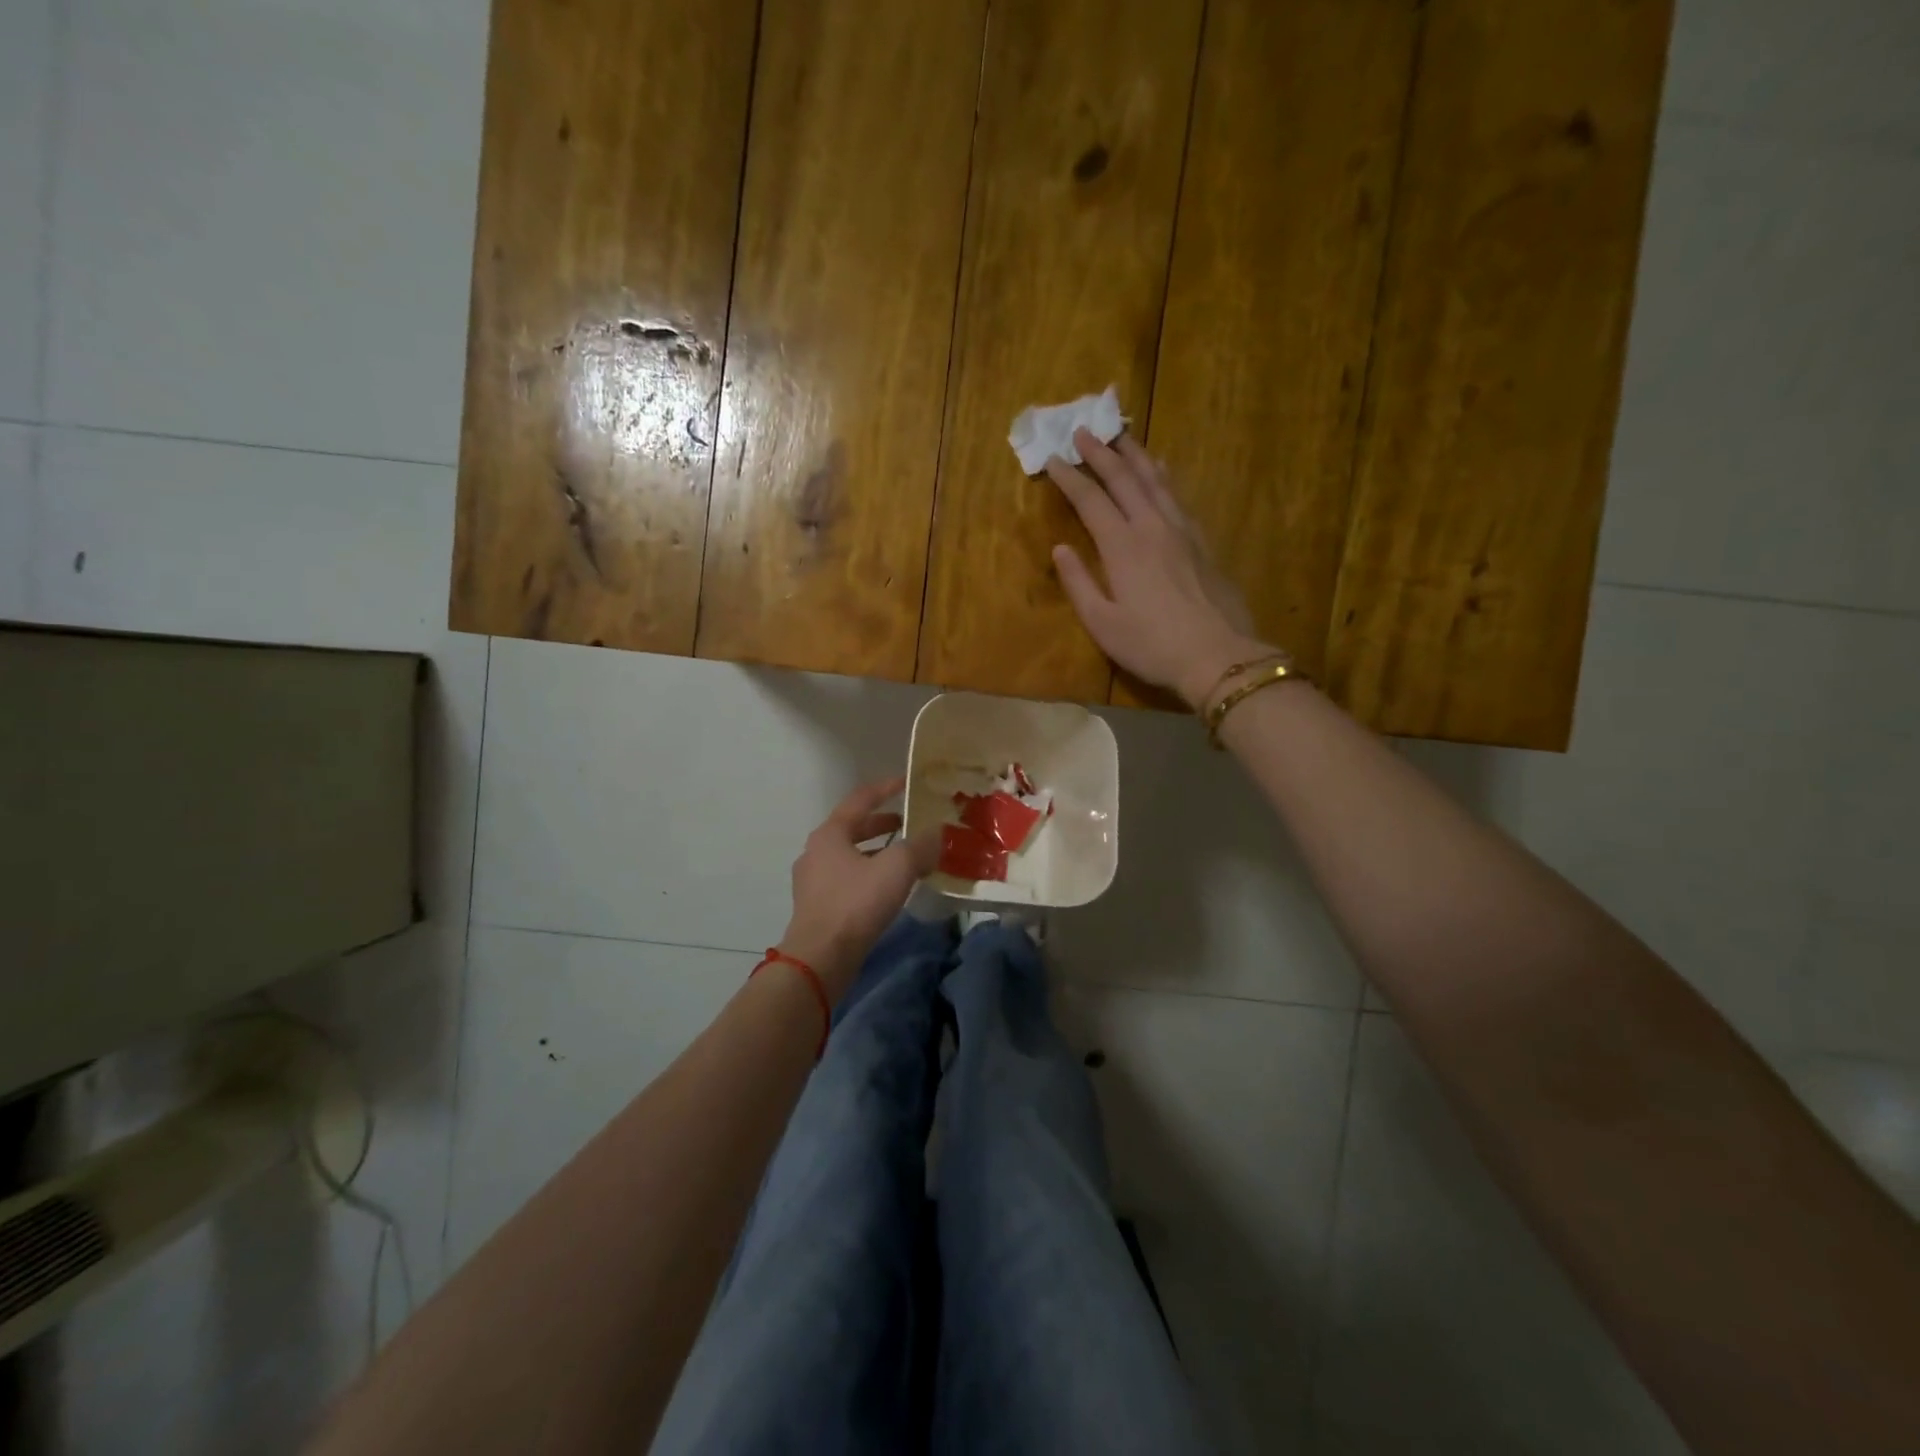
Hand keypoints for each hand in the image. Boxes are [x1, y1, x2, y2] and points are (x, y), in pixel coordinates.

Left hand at [779, 777, 938, 999]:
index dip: (886, 788)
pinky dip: (869, 875)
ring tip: (904, 857)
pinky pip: (847, 879)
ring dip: (876, 852)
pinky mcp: (817, 906)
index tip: (908, 782)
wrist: (820, 958)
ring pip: (850, 855)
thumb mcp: (897, 868)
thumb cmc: (856, 903)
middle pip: (853, 828)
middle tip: (909, 823)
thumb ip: (920, 846)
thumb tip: (937, 834)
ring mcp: (813, 880)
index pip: (861, 799)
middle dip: (882, 824)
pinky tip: (888, 889)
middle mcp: (816, 851)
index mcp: (830, 833)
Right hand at [1047, 429, 1280, 708]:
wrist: (1218, 655)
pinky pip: (1177, 494)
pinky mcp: (1201, 541)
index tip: (1053, 458)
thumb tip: (1060, 548)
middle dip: (1100, 453)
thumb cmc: (1151, 644)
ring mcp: (1181, 530)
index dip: (1069, 478)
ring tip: (1120, 435)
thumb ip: (1078, 583)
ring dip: (1134, 454)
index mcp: (1122, 546)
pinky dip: (1162, 475)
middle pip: (1124, 478)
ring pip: (1155, 479)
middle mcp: (1151, 526)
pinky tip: (1161, 469)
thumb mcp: (1102, 623)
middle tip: (1083, 430)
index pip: (1090, 500)